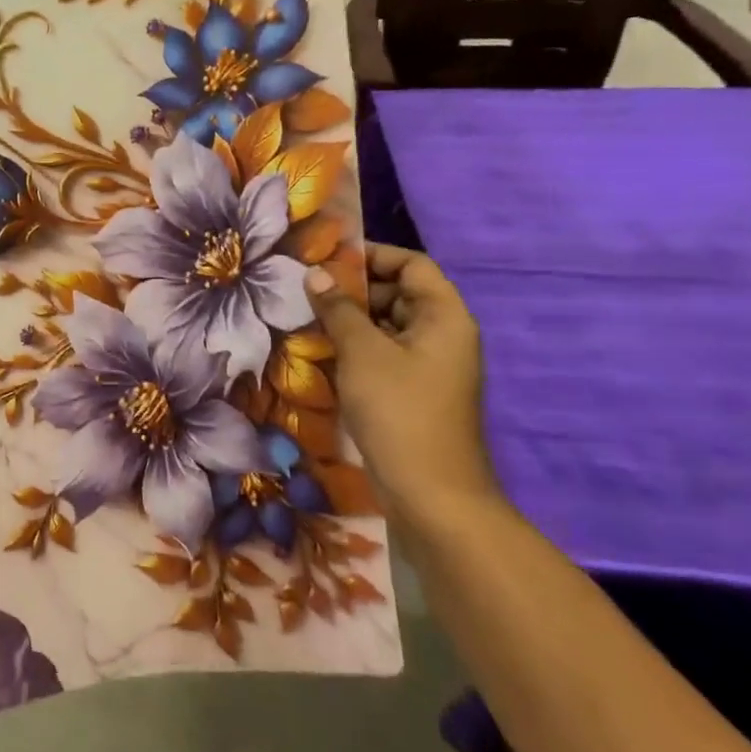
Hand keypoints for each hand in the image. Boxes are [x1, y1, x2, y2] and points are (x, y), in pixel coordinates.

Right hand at [303, 246, 497, 522]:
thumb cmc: (400, 411)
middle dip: (354, 289)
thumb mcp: (363, 353)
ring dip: (350, 320)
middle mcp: (443, 335)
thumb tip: (315, 275)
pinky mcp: (414, 392)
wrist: (432, 495)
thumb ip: (338, 309)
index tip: (327, 260)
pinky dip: (356, 348)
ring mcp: (430, 366)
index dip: (372, 256)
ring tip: (306, 318)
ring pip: (388, 326)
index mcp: (444, 317)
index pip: (412, 265)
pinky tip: (322, 352)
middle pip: (399, 293)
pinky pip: (384, 355)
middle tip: (307, 290)